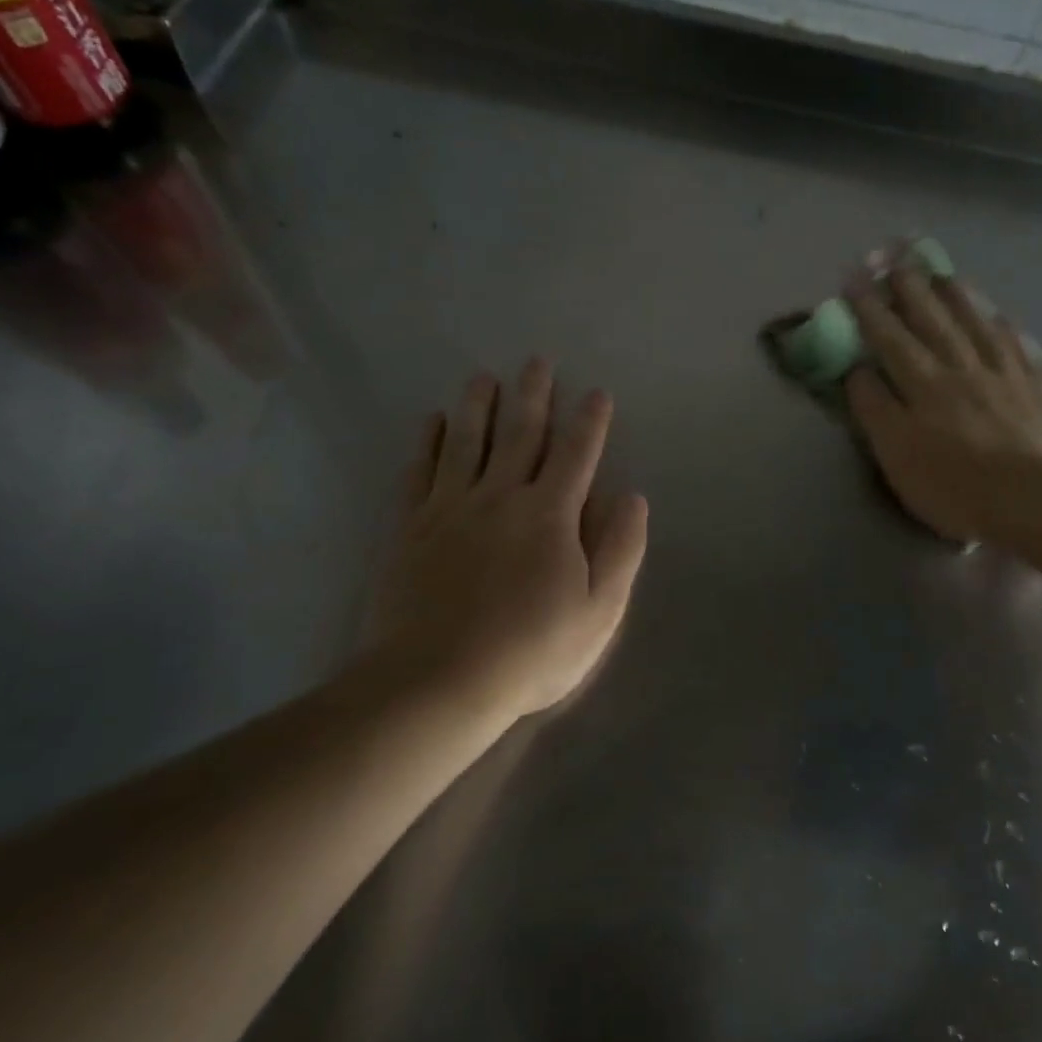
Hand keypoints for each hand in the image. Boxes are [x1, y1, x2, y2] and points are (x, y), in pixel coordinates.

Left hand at [377, 360, 648, 719]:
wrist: (436, 681)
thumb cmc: (529, 650)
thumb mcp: (599, 611)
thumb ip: (620, 550)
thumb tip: (631, 496)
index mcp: (550, 515)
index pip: (577, 454)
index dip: (590, 422)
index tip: (596, 393)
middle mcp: (500, 496)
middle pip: (520, 434)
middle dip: (533, 395)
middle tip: (537, 361)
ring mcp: (450, 508)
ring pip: (466, 441)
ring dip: (477, 405)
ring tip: (483, 376)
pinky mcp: (411, 527)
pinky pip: (420, 471)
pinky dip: (427, 443)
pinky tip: (432, 422)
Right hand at [845, 266, 1041, 542]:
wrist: (1036, 502)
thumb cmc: (955, 487)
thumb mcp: (896, 456)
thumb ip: (875, 410)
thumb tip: (857, 371)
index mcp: (923, 385)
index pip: (889, 338)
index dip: (870, 308)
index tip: (854, 278)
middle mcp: (962, 367)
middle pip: (933, 320)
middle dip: (911, 288)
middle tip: (897, 258)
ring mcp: (1004, 374)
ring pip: (976, 323)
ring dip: (956, 296)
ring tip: (942, 272)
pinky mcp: (1038, 388)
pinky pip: (1017, 345)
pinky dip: (1003, 325)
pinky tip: (999, 314)